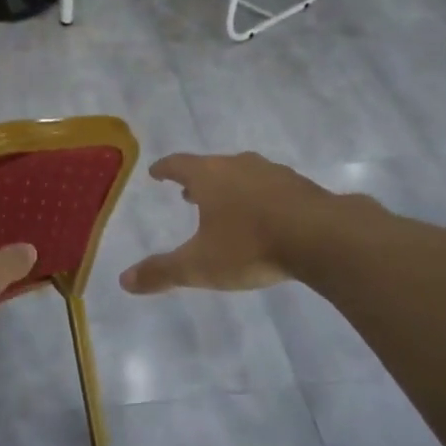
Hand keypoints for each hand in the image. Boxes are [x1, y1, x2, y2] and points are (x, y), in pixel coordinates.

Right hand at [120, 152, 331, 294]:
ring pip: (243, 174)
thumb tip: (124, 281)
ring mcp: (272, 173)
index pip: (179, 165)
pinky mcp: (300, 186)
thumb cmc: (250, 245)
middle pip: (211, 166)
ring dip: (229, 186)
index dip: (165, 169)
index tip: (156, 172)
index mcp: (209, 176)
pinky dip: (259, 196)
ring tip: (225, 203)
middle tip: (188, 193)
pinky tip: (265, 214)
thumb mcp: (199, 265)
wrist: (322, 237)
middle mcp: (238, 166)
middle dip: (197, 180)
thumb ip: (162, 272)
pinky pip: (271, 186)